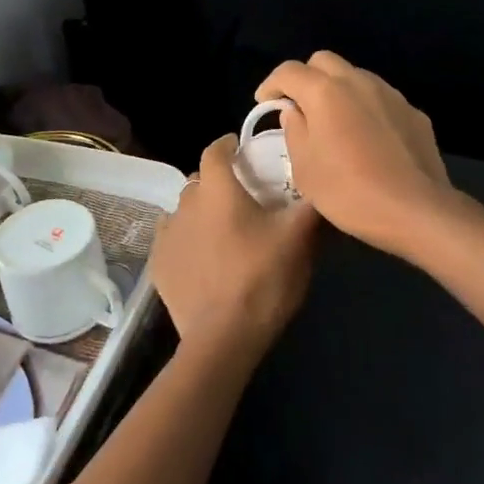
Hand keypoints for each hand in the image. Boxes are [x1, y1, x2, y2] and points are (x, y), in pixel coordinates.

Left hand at [150, 134, 319, 362]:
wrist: (223, 338)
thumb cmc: (263, 279)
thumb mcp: (299, 239)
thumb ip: (312, 205)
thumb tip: (324, 183)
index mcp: (218, 190)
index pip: (215, 150)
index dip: (228, 145)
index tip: (241, 149)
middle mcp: (186, 204)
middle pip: (200, 182)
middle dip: (218, 183)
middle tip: (243, 199)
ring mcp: (168, 235)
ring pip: (184, 211)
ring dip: (201, 213)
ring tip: (223, 232)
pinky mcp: (158, 265)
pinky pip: (172, 240)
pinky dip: (187, 241)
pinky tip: (203, 259)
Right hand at [255, 51, 456, 256]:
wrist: (416, 210)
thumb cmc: (349, 191)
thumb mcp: (305, 169)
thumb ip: (294, 131)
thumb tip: (294, 112)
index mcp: (325, 92)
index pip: (289, 71)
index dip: (271, 84)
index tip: (265, 104)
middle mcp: (358, 81)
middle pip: (324, 61)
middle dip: (306, 78)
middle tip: (299, 107)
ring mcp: (390, 94)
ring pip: (355, 76)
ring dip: (338, 90)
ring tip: (334, 122)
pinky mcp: (413, 112)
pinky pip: (381, 99)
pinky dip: (365, 108)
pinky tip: (367, 138)